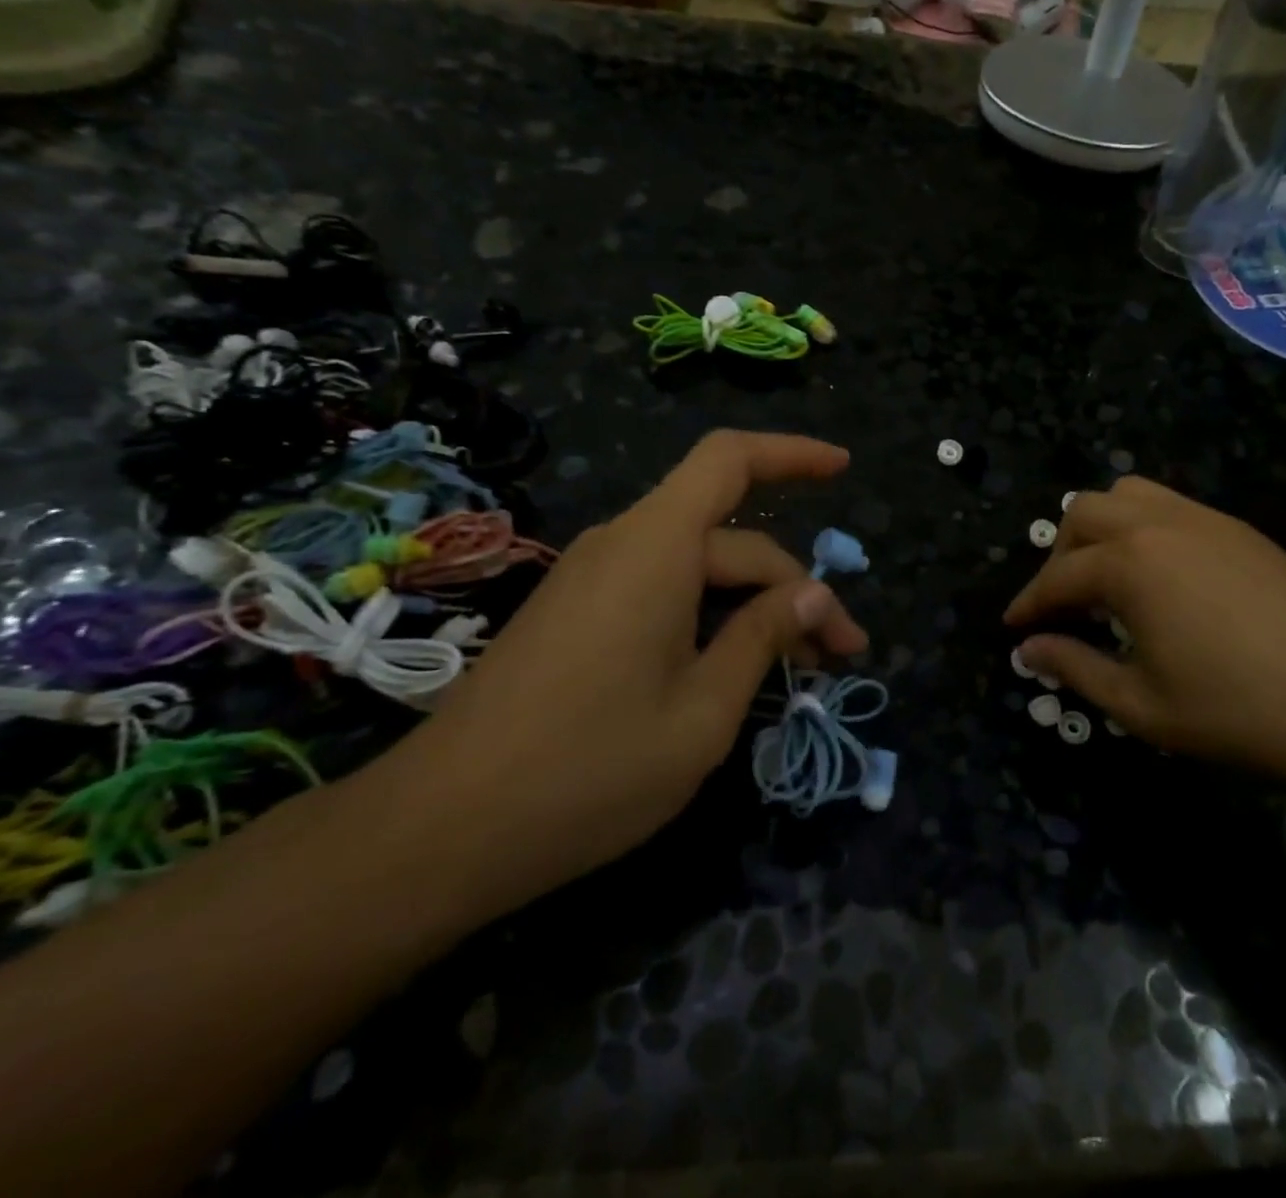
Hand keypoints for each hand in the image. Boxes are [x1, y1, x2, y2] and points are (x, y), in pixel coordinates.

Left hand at [368, 431, 866, 923]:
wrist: (441, 832)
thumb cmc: (588, 771)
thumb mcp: (703, 711)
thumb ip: (763, 637)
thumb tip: (817, 593)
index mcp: (655, 548)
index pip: (730, 461)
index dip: (792, 454)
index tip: (845, 470)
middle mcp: (623, 546)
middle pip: (730, 540)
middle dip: (795, 588)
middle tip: (843, 654)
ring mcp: (594, 580)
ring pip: (698, 569)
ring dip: (755, 607)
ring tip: (802, 667)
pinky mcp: (577, 614)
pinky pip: (662, 592)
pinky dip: (711, 618)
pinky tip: (735, 670)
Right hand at [1004, 477, 1285, 810]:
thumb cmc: (1240, 712)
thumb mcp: (1142, 706)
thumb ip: (1076, 668)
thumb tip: (1029, 650)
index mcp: (1129, 563)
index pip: (1058, 577)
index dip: (1029, 604)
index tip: (1012, 630)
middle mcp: (1160, 524)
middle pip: (1084, 514)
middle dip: (1059, 556)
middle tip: (1061, 607)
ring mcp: (1206, 520)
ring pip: (1128, 495)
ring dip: (1100, 530)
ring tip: (1106, 581)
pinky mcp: (1241, 531)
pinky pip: (1170, 506)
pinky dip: (1142, 529)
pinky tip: (1159, 580)